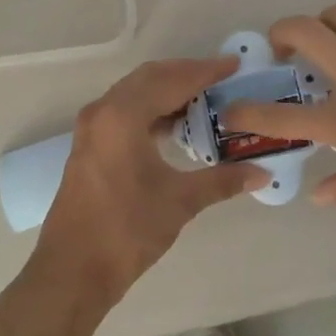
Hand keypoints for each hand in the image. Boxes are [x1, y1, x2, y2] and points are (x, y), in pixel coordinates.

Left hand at [33, 57, 266, 308]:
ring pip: (134, 93)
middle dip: (186, 74)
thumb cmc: (126, 230)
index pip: (171, 81)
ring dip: (167, 91)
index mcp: (122, 116)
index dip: (205, 71)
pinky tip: (175, 125)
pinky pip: (124, 111)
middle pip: (150, 78)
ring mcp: (91, 128)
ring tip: (204, 99)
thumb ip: (222, 181)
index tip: (234, 65)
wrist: (73, 270)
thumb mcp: (180, 202)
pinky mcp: (89, 146)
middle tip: (221, 78)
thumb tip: (261, 173)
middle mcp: (103, 111)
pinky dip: (151, 109)